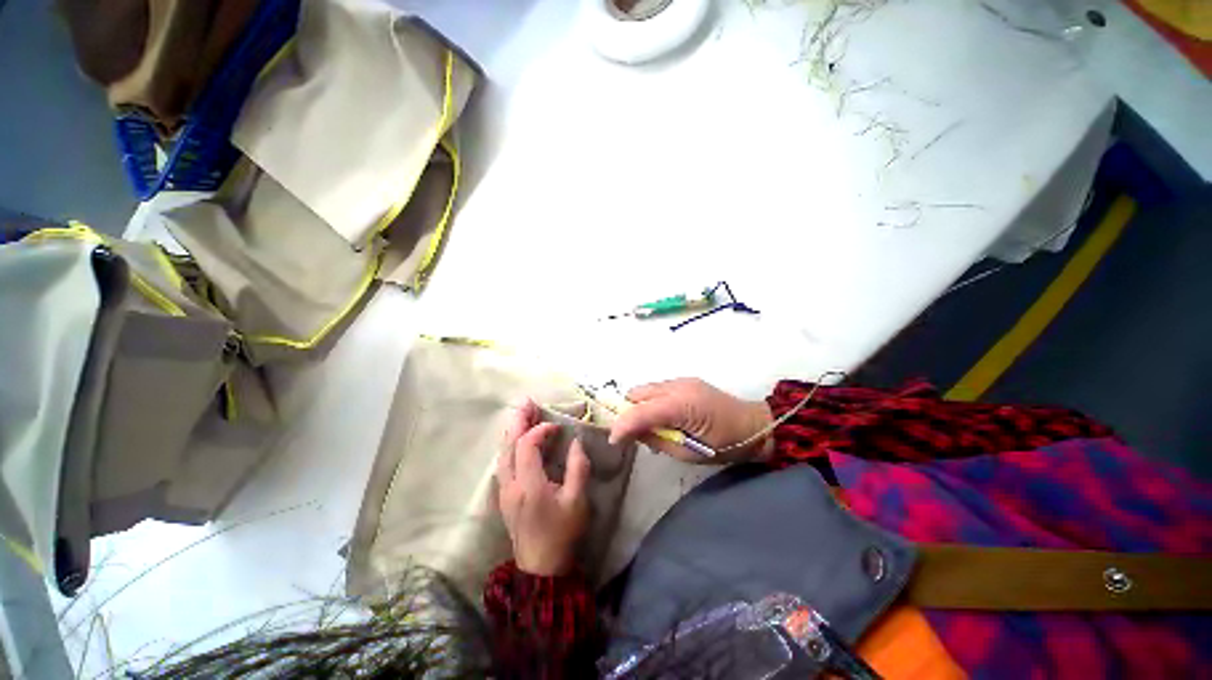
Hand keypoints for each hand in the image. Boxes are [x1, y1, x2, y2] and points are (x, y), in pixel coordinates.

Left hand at [497, 400, 590, 575]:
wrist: (541, 566)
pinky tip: (518, 437)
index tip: (557, 426)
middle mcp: (510, 484)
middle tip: (528, 401)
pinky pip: (503, 461)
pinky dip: (510, 444)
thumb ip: (578, 468)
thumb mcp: (578, 501)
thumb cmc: (562, 532)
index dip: (540, 430)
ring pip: (502, 453)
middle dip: (519, 421)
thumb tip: (575, 441)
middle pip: (509, 445)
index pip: (527, 446)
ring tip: (523, 413)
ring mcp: (504, 490)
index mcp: (529, 485)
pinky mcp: (504, 494)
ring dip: (513, 430)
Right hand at [608, 378, 773, 463]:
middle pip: (636, 393)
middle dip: (628, 412)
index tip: (614, 441)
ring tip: (649, 425)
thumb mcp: (689, 453)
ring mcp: (681, 380)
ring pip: (645, 388)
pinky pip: (657, 389)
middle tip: (632, 433)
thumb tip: (632, 434)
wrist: (755, 425)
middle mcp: (677, 386)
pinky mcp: (685, 381)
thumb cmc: (725, 445)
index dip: (622, 425)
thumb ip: (657, 440)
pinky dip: (651, 401)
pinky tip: (662, 416)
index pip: (640, 411)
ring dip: (639, 406)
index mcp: (681, 406)